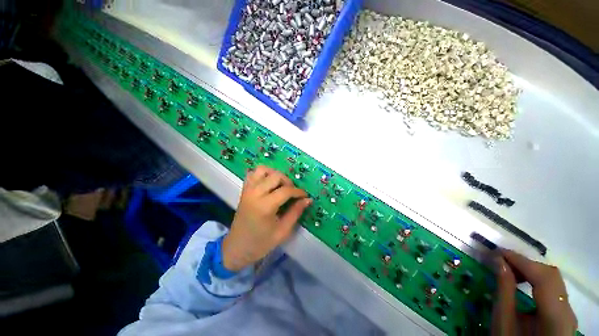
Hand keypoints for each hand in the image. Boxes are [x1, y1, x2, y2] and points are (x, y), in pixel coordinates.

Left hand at [222, 166, 311, 271]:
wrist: (237, 248)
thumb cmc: (261, 243)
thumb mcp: (283, 231)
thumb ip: (296, 212)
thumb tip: (308, 200)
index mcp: (265, 206)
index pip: (286, 190)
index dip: (298, 192)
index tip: (305, 196)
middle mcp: (255, 193)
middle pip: (276, 176)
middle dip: (288, 182)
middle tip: (292, 193)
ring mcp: (248, 190)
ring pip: (263, 169)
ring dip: (275, 174)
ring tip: (280, 185)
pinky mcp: (244, 190)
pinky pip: (253, 173)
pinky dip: (263, 174)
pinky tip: (268, 183)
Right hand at [492, 249, 577, 335]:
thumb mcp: (503, 323)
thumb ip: (504, 292)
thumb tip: (499, 262)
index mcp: (555, 317)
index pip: (544, 278)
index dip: (522, 261)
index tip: (498, 252)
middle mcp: (568, 311)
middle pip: (551, 276)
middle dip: (526, 264)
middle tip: (501, 260)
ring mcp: (568, 312)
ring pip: (553, 280)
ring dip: (531, 270)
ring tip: (509, 269)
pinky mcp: (564, 313)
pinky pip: (553, 288)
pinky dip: (536, 279)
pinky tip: (523, 280)